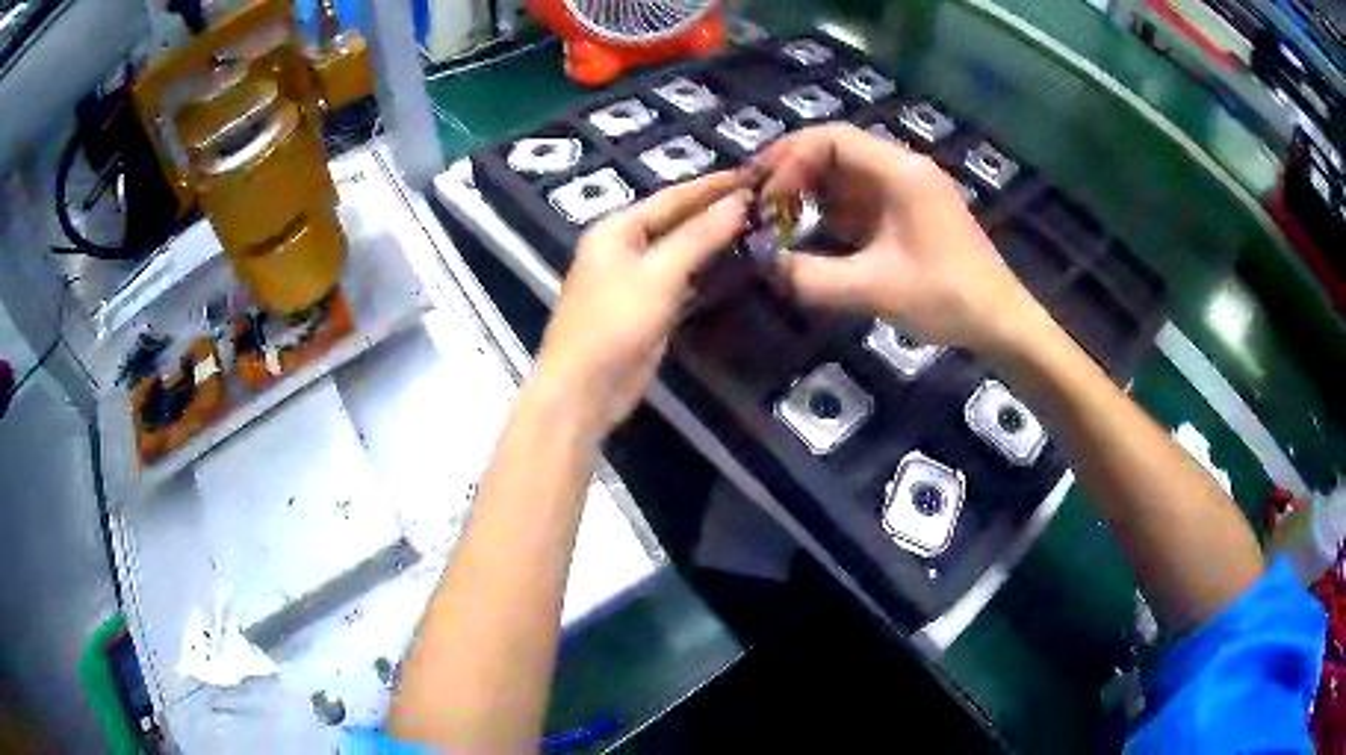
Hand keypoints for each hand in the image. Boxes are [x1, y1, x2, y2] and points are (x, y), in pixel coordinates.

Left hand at [531, 171, 750, 432]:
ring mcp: (633, 278)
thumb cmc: (614, 325)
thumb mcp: (658, 275)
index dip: (712, 185)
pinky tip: (733, 262)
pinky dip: (705, 268)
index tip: (752, 173)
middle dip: (714, 209)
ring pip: (680, 249)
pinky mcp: (645, 307)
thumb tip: (738, 203)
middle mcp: (622, 246)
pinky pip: (680, 277)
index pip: (671, 197)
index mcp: (615, 229)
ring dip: (713, 239)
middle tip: (761, 198)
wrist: (584, 391)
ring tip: (756, 224)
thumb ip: (698, 237)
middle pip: (675, 220)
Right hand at [757, 123, 1046, 357]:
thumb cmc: (947, 299)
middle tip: (756, 199)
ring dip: (808, 189)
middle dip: (792, 170)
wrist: (1000, 322)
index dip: (790, 161)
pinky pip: (857, 196)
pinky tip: (807, 229)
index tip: (765, 198)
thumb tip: (764, 263)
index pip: (832, 139)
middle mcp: (902, 168)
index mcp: (901, 172)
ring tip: (774, 216)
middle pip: (835, 148)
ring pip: (844, 172)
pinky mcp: (907, 211)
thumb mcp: (875, 289)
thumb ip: (813, 277)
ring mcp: (906, 189)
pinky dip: (828, 208)